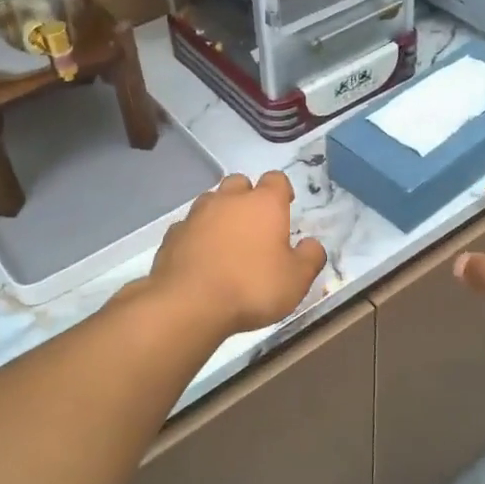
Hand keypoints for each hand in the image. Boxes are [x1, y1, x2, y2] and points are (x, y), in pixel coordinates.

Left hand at [147, 171, 327, 335]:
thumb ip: (310, 258)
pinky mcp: (172, 235)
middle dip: (248, 196)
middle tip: (255, 224)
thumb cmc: (252, 287)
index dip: (282, 190)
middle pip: (239, 182)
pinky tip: (201, 257)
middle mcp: (228, 200)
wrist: (189, 303)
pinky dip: (197, 235)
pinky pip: (189, 226)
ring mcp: (196, 215)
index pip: (276, 179)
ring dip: (220, 213)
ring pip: (211, 201)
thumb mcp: (296, 280)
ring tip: (227, 240)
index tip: (286, 205)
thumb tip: (312, 244)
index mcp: (263, 204)